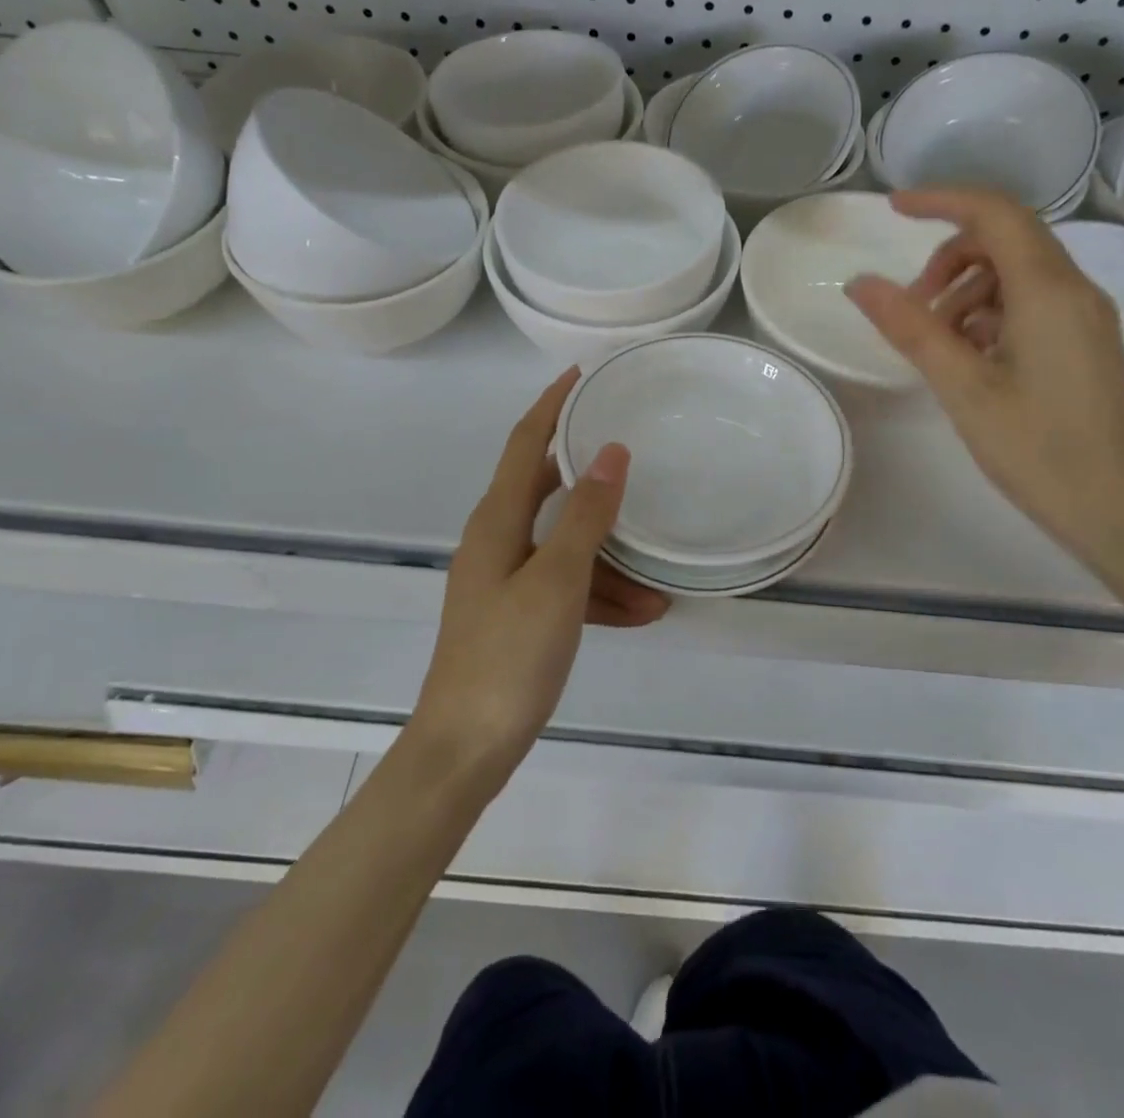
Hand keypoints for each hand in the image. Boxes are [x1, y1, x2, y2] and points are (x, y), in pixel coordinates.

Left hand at [411, 369, 667, 780]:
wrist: (465, 750)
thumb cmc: (508, 657)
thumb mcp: (557, 581)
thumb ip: (585, 516)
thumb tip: (611, 452)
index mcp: (496, 522)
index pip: (524, 443)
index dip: (551, 405)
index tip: (581, 374)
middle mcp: (496, 542)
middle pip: (548, 491)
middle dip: (592, 481)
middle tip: (635, 461)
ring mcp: (505, 582)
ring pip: (566, 548)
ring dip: (609, 559)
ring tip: (658, 580)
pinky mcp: (517, 617)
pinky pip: (566, 588)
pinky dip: (600, 596)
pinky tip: (642, 614)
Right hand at [846, 188, 1123, 561]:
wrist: (1117, 510)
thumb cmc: (1037, 449)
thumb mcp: (962, 386)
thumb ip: (910, 328)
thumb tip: (860, 283)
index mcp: (1049, 291)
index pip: (995, 213)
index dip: (942, 200)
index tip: (892, 209)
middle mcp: (1075, 290)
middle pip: (1006, 238)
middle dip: (949, 257)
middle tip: (912, 305)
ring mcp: (1085, 316)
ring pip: (1017, 272)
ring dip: (967, 289)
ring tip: (935, 341)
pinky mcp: (1085, 342)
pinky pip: (1031, 302)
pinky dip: (990, 312)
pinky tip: (968, 357)